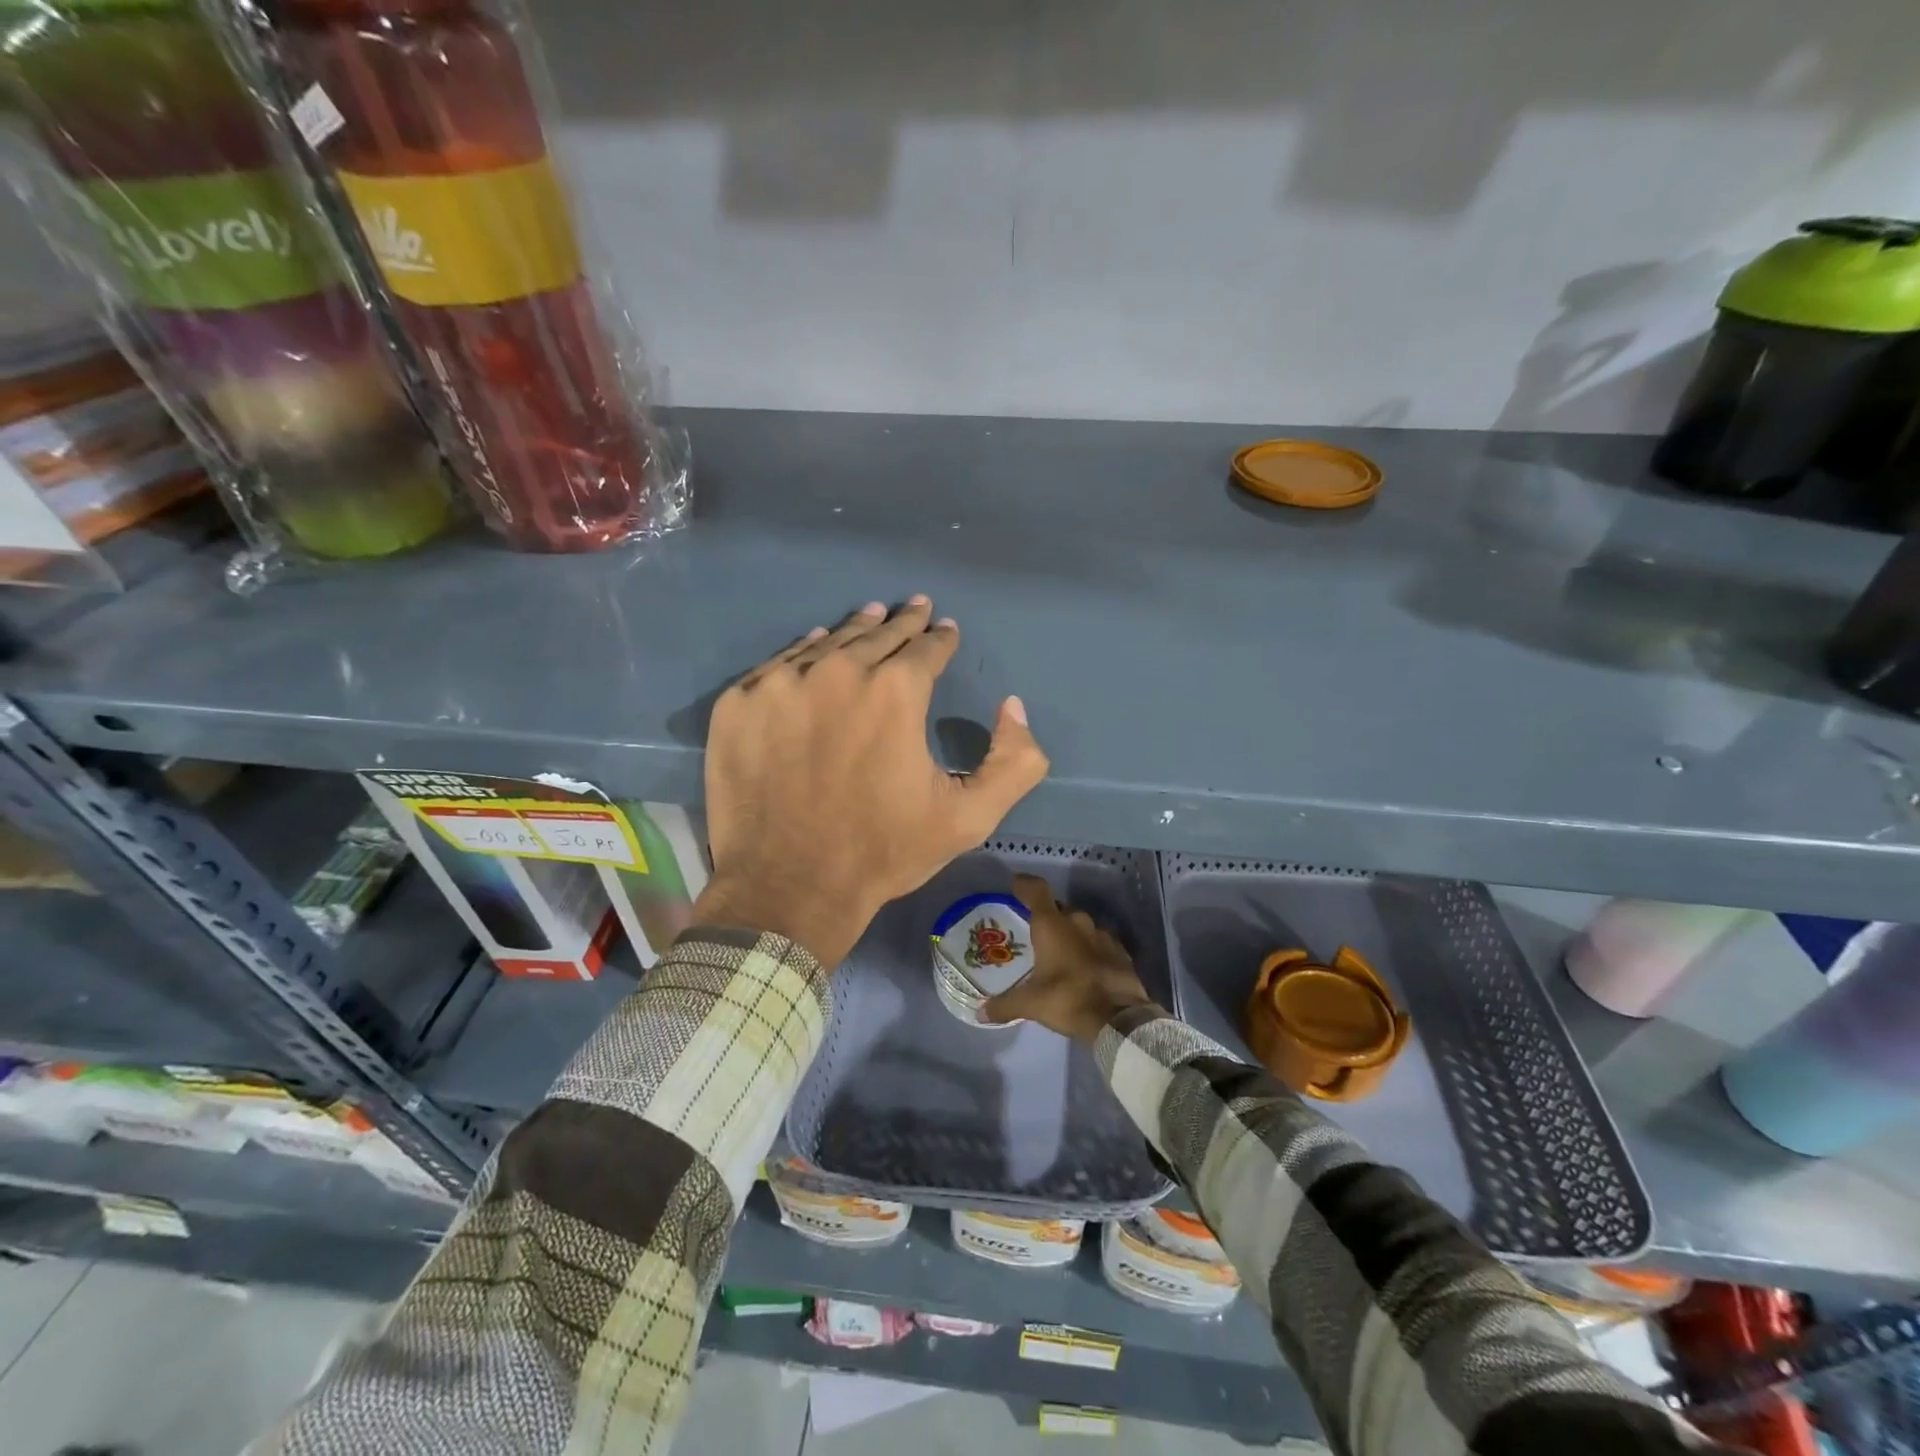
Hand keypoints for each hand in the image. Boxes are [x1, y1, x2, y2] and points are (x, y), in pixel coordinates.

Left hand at [694, 597, 1049, 966]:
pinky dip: (803, 654)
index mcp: (896, 691)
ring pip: (828, 644)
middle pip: (878, 635)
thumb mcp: (969, 817)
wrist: (788, 886)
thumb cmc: (882, 851)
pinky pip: (779, 665)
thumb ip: (1014, 762)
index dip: (941, 638)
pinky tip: (815, 648)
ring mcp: (781, 683)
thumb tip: (1013, 707)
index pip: (926, 647)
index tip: (945, 629)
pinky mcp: (739, 703)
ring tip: (870, 614)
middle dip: (902, 622)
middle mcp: (839, 671)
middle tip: (914, 607)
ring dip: (855, 629)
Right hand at [981, 875, 1154, 1041]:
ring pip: (1080, 926)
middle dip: (1047, 917)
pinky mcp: (1121, 952)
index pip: (1036, 890)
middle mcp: (1077, 922)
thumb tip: (981, 1013)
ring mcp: (1102, 935)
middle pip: (1058, 909)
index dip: (1024, 884)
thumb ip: (1005, 1005)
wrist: (1120, 1020)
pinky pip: (1098, 943)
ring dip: (1069, 935)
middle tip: (1034, 933)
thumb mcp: (1031, 1004)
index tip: (1015, 884)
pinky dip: (1089, 950)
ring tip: (1059, 953)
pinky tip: (1084, 967)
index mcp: (1052, 925)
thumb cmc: (1069, 999)